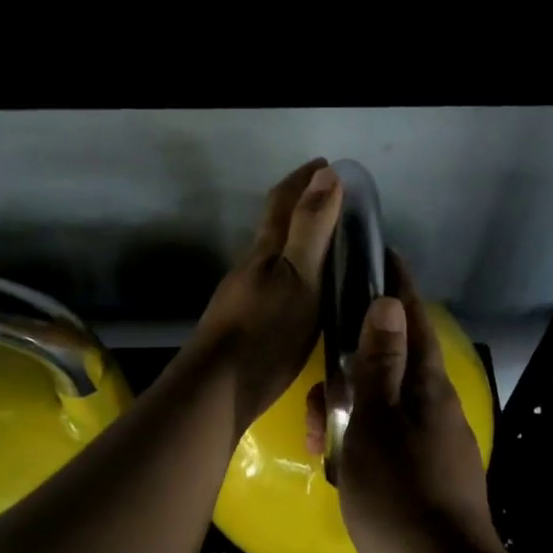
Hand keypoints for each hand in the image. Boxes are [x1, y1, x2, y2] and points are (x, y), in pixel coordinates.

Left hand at [185, 160, 341, 434]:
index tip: (326, 163)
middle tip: (333, 200)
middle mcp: (252, 266)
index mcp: (266, 250)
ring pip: (274, 256)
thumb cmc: (266, 332)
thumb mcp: (300, 278)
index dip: (304, 179)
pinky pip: (275, 284)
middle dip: (301, 205)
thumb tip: (326, 175)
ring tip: (327, 244)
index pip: (284, 202)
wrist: (219, 389)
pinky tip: (305, 292)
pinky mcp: (246, 323)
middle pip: (275, 225)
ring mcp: (245, 295)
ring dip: (298, 241)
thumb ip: (312, 229)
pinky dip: (294, 272)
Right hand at [310, 257, 503, 552]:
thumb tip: (389, 302)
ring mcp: (432, 447)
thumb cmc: (400, 492)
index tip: (380, 255)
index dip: (396, 286)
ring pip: (381, 411)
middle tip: (319, 393)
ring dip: (348, 417)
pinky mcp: (423, 481)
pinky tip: (339, 470)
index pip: (412, 320)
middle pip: (390, 367)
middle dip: (351, 371)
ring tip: (320, 443)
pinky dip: (360, 449)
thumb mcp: (377, 420)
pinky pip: (385, 447)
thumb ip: (380, 362)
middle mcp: (435, 410)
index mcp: (428, 388)